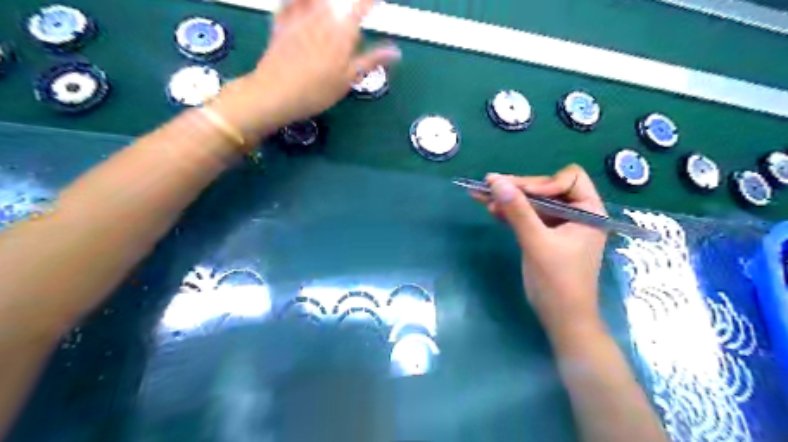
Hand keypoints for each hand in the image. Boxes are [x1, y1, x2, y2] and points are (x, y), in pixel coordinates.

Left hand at [244, 0, 399, 130]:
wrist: (276, 93)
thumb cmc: (317, 90)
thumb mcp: (349, 79)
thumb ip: (371, 61)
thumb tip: (396, 51)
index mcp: (342, 31)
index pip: (360, 7)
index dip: (369, 3)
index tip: (376, 2)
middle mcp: (322, 16)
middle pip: (337, 2)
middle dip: (348, 4)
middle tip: (354, 10)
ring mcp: (300, 16)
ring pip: (317, 1)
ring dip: (327, 4)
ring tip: (333, 10)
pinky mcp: (282, 22)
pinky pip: (292, 3)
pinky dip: (300, 2)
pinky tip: (304, 5)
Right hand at [474, 167, 607, 335]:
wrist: (562, 319)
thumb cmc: (557, 282)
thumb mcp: (537, 243)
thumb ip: (518, 211)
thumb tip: (496, 181)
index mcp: (588, 211)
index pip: (568, 179)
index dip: (543, 183)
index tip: (519, 194)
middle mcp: (576, 213)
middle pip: (546, 188)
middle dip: (518, 188)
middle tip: (489, 185)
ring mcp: (560, 225)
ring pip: (533, 202)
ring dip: (509, 199)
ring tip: (481, 195)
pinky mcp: (546, 236)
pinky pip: (528, 217)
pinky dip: (510, 213)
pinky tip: (491, 209)